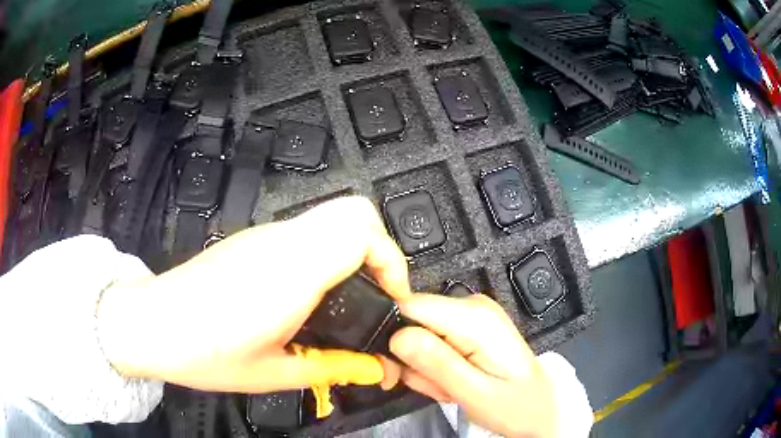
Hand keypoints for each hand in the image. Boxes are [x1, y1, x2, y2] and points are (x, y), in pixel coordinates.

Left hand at [97, 196, 408, 392]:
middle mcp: (281, 243)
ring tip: (348, 297)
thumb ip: (332, 368)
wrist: (152, 324)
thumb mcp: (274, 373)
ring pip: (330, 218)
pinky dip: (326, 252)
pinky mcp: (251, 239)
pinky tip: (310, 292)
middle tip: (376, 291)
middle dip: (380, 248)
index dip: (392, 262)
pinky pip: (305, 232)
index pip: (362, 234)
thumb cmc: (205, 353)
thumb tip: (374, 370)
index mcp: (291, 274)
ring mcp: (264, 236)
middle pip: (354, 211)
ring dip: (353, 250)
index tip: (393, 298)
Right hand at [390, 293, 557, 437]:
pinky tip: (455, 382)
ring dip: (427, 369)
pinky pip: (433, 344)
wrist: (538, 409)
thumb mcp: (475, 393)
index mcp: (475, 318)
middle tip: (437, 387)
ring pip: (420, 337)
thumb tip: (398, 336)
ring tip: (452, 387)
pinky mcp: (467, 328)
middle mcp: (472, 307)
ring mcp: (470, 316)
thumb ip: (438, 363)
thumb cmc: (515, 405)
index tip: (396, 368)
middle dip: (415, 360)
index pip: (411, 305)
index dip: (395, 337)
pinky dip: (436, 368)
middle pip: (413, 322)